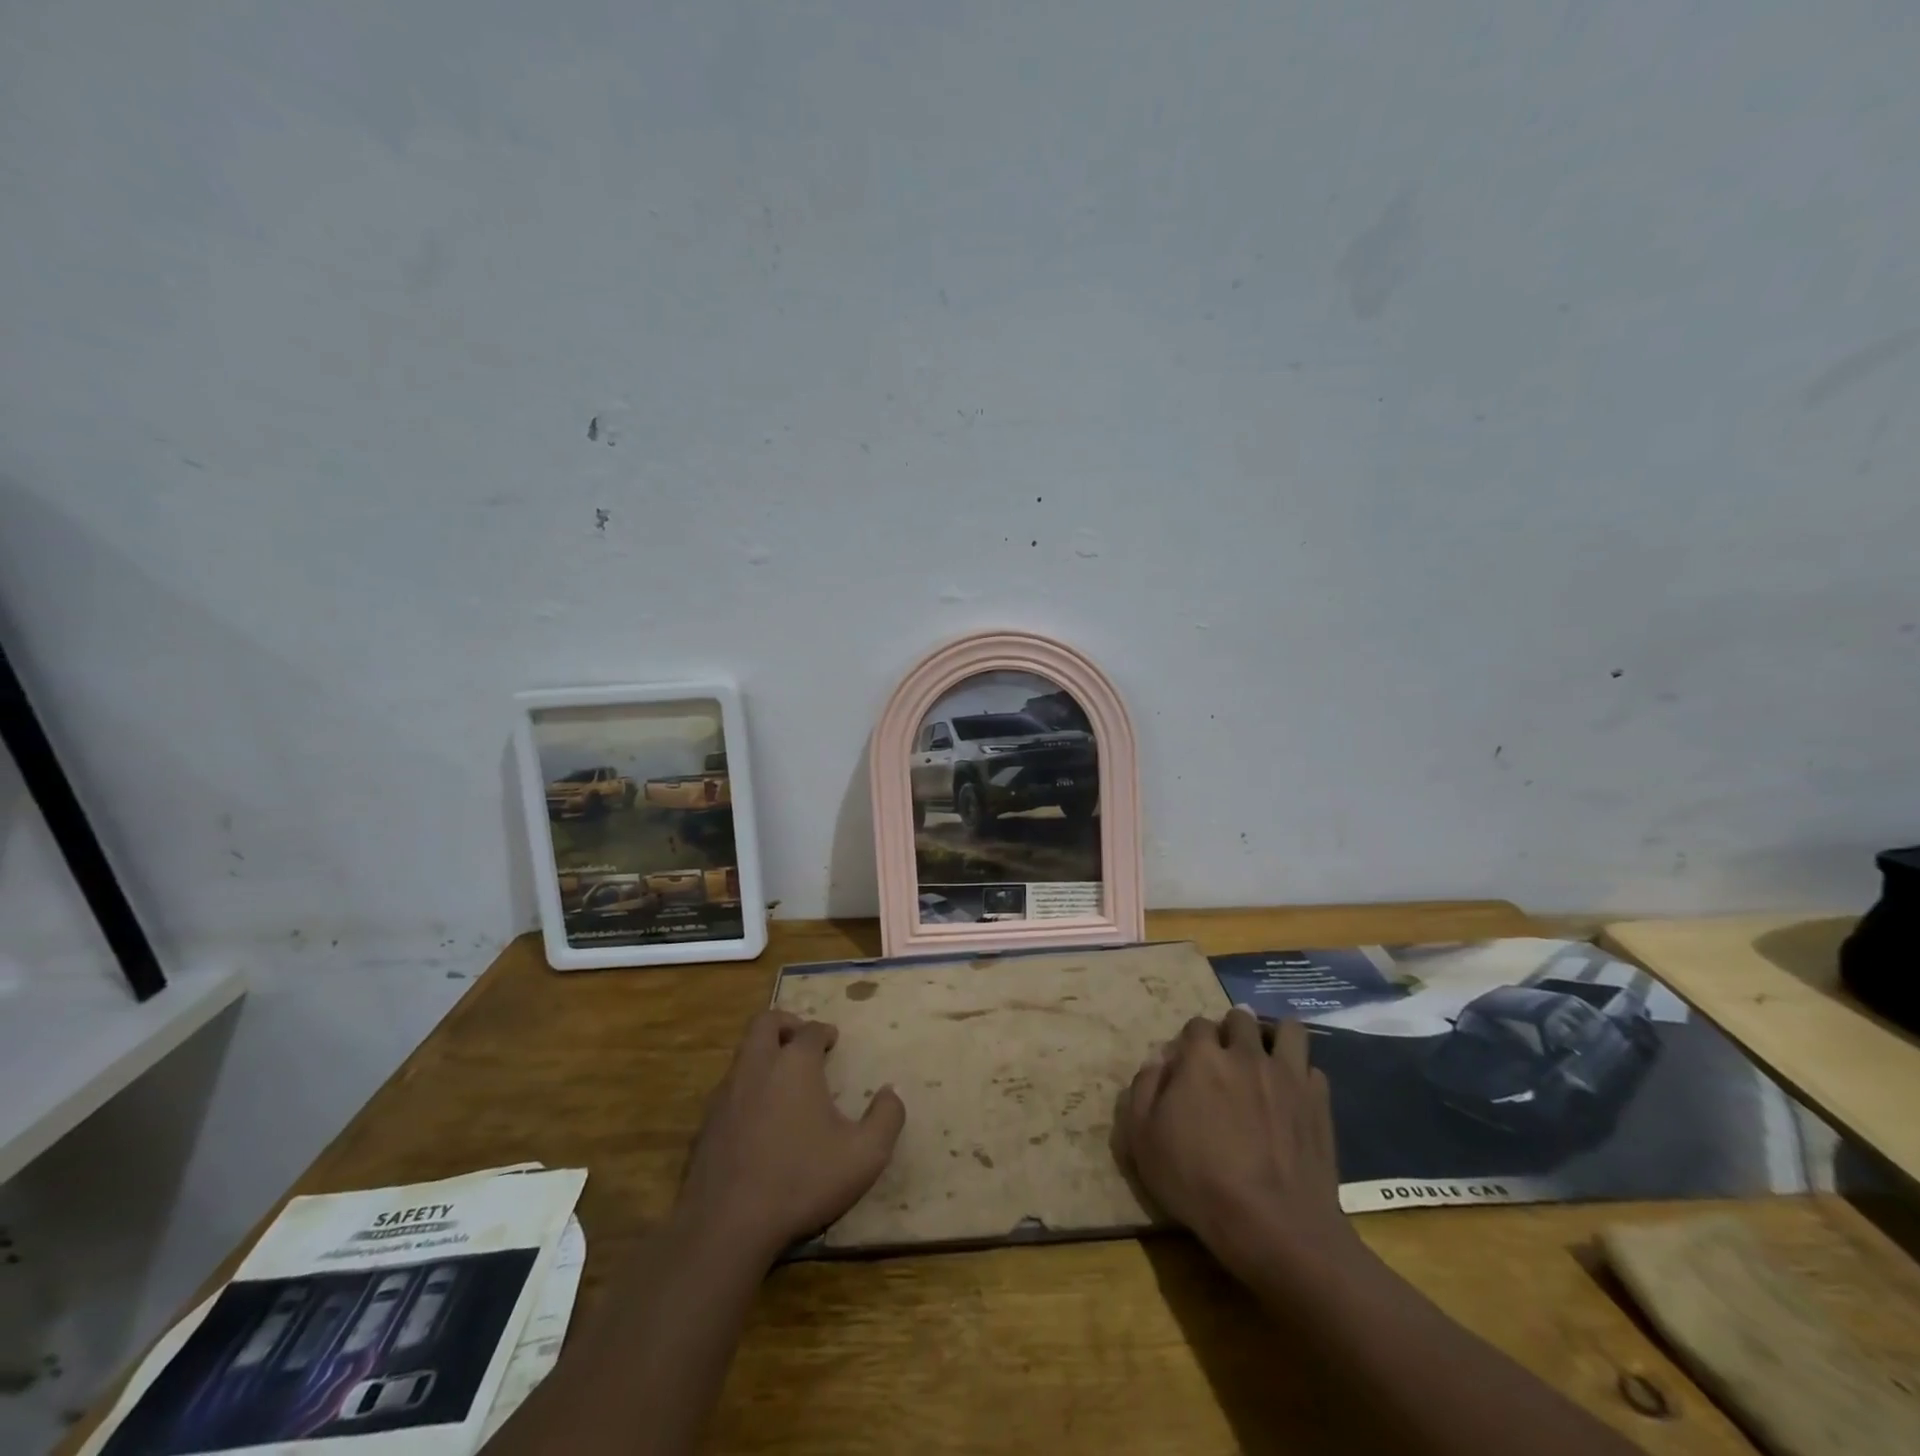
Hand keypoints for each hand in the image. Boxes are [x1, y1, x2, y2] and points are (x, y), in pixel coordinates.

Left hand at [675, 1010, 905, 1263]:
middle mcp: (756, 1067)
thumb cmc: (801, 1181)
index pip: (810, 1030)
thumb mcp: (865, 1155)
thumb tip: (891, 1092)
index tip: (833, 1041)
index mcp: (794, 1064)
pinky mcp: (704, 1124)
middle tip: (801, 1040)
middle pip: (765, 1023)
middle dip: (785, 1024)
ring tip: (783, 1082)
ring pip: (743, 1055)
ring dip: (763, 1056)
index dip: (824, 1031)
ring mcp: (725, 1094)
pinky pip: (728, 1090)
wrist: (726, 1226)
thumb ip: (886, 1118)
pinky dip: (746, 1090)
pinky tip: (758, 1121)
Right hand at [1116, 1008, 1356, 1281]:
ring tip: (1267, 1057)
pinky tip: (1293, 1095)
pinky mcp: (1319, 1102)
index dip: (1190, 1042)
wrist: (1274, 1226)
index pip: (1196, 1025)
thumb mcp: (1143, 1139)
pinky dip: (1301, 1075)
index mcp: (1202, 1057)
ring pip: (1288, 1029)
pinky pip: (1312, 1069)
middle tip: (1227, 1058)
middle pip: (1241, 1018)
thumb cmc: (1198, 1182)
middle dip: (1231, 1030)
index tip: (1188, 1065)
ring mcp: (1288, 1075)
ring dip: (1275, 1035)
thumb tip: (1157, 1060)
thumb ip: (1144, 1089)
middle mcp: (1246, 1054)